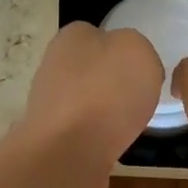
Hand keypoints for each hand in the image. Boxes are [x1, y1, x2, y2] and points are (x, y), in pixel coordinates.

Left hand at [18, 21, 163, 171]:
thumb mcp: (138, 50)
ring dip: (104, 112)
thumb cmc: (107, 93)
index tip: (141, 71)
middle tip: (137, 99)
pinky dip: (96, 137)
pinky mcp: (50, 137)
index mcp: (71, 37)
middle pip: (91, 70)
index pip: (97, 34)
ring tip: (125, 125)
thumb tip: (129, 64)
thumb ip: (136, 48)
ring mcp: (47, 104)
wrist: (70, 152)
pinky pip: (81, 131)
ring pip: (85, 101)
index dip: (123, 51)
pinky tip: (109, 145)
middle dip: (112, 84)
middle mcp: (52, 65)